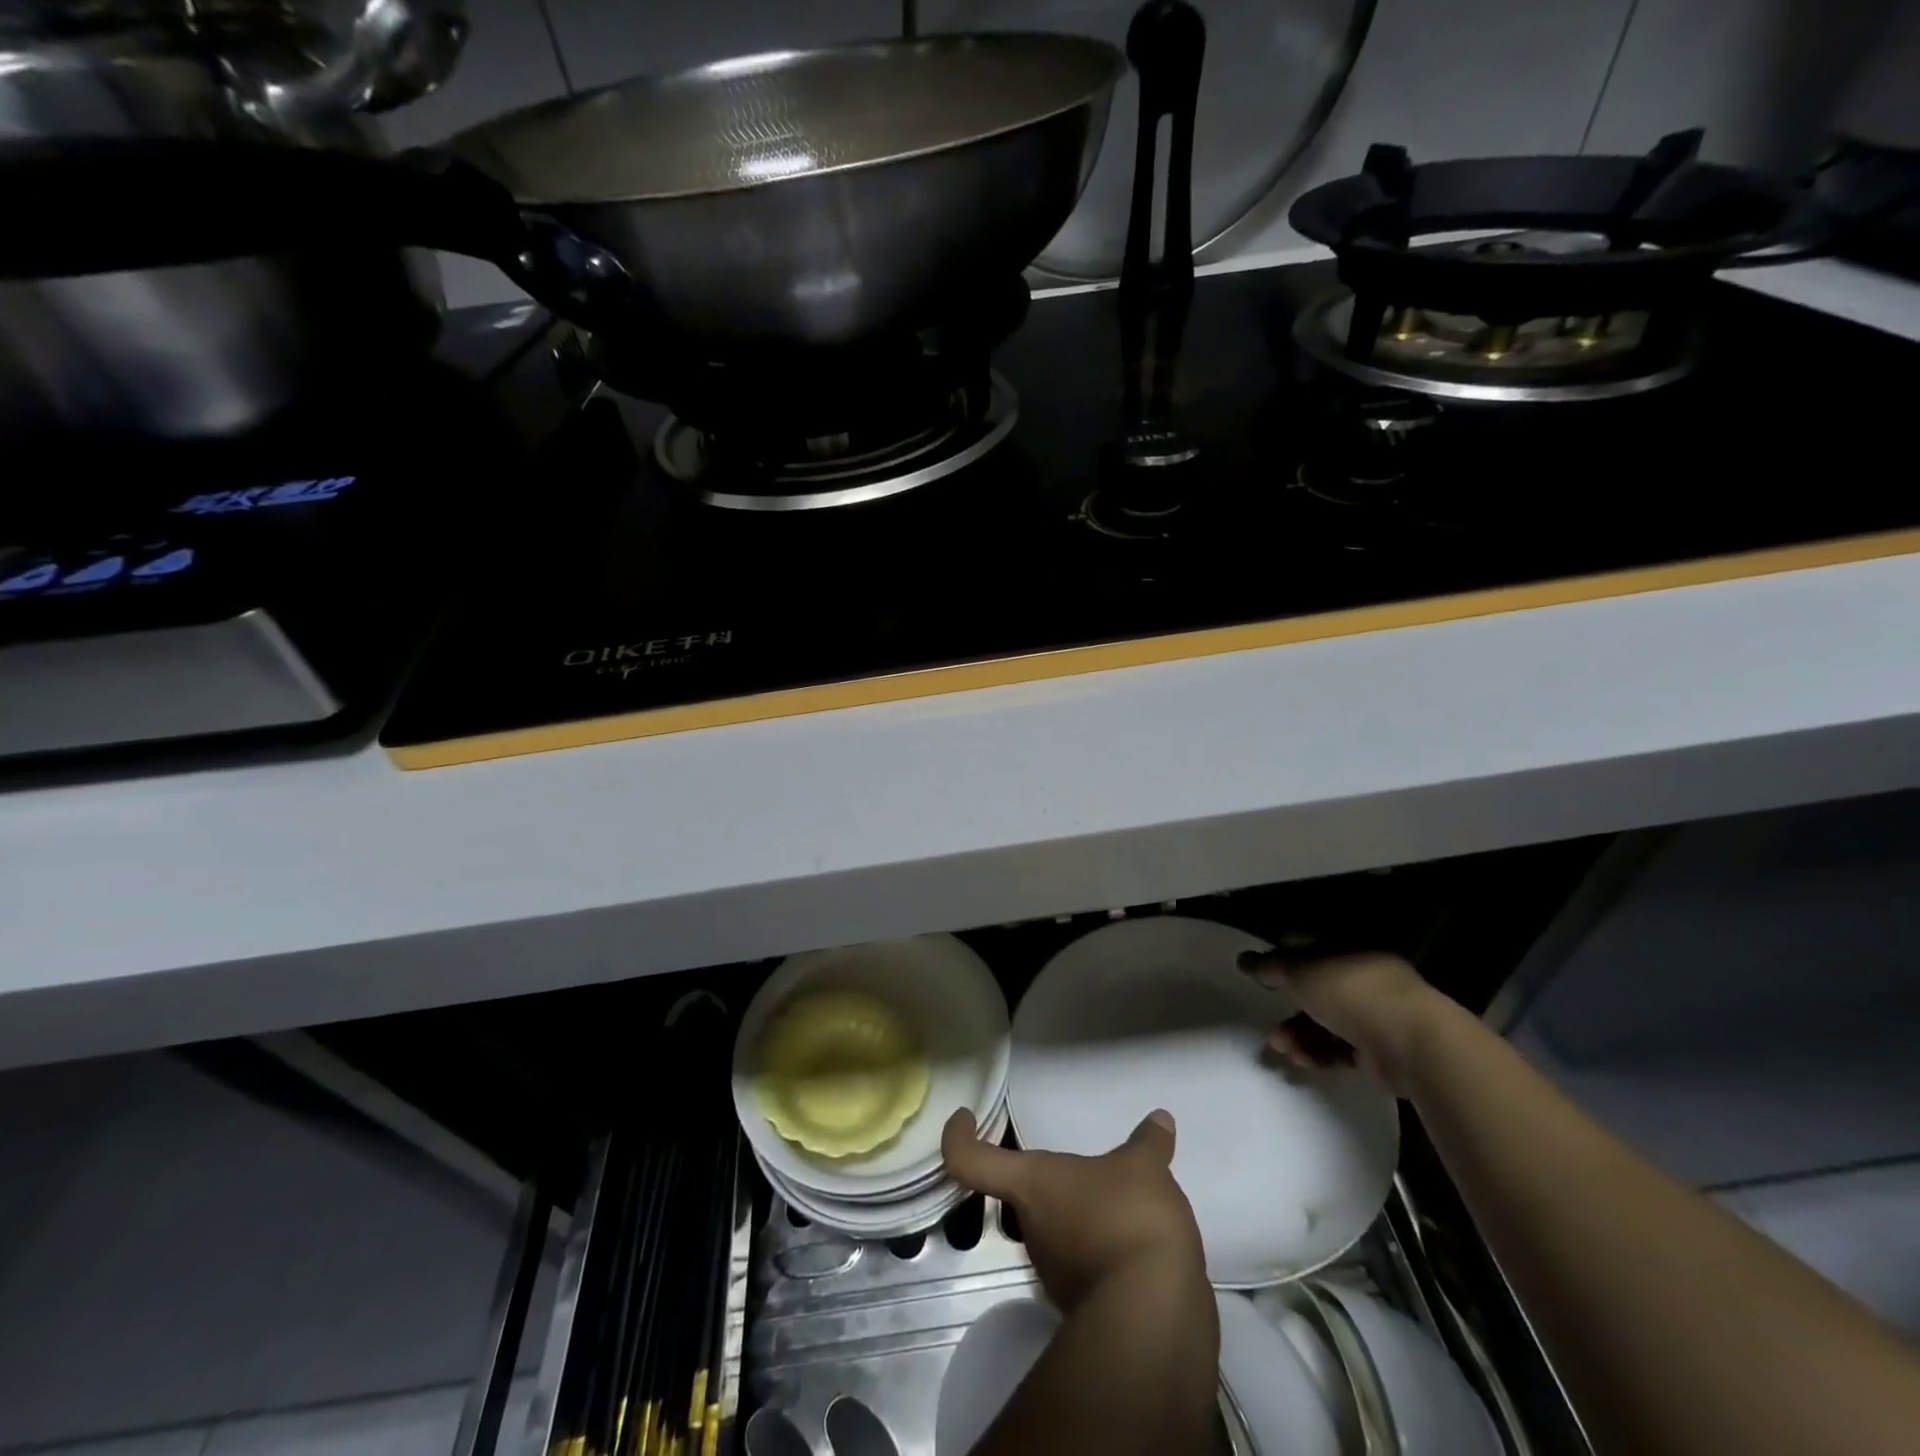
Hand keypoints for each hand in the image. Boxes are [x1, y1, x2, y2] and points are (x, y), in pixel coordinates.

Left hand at [941, 1107, 1206, 1312]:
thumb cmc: (1128, 1219)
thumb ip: (1148, 1144)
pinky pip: (1086, 1262)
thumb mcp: (1145, 1169)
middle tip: (1083, 1166)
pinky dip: (1104, 1248)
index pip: (971, 1160)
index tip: (965, 1118)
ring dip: (1081, 1216)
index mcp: (1031, 1184)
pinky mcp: (1084, 1304)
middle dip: (1050, 1181)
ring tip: (1122, 1200)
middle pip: (1022, 1195)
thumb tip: (1159, 1119)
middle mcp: (1032, 1228)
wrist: (1153, 1317)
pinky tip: (1135, 1240)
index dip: (958, 1137)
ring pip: (1057, 1229)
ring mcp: (1055, 1271)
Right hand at [1237, 948, 1446, 1096]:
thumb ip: (1269, 966)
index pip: (1307, 945)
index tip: (1258, 974)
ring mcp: (1376, 1013)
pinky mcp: (1382, 1049)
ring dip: (1299, 1033)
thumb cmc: (1350, 991)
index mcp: (1348, 946)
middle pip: (1317, 987)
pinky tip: (1304, 1060)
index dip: (1281, 956)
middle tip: (1267, 1019)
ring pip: (1327, 1020)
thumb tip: (1243, 959)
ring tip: (1282, 1047)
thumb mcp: (1299, 971)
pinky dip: (1320, 1053)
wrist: (1409, 1042)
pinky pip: (1341, 1048)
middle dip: (1289, 1005)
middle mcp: (1364, 975)